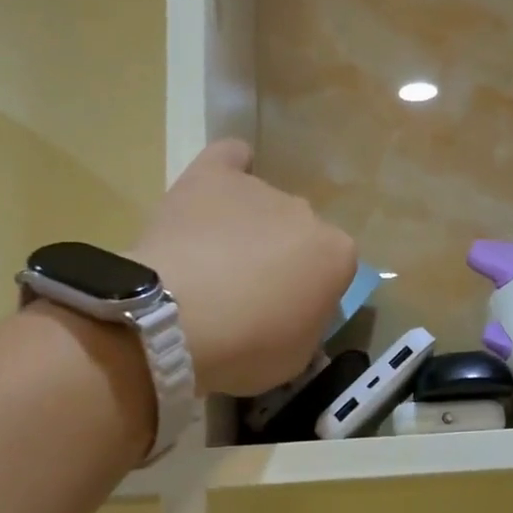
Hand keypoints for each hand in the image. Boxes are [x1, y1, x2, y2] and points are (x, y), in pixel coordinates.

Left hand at [131, 140, 357, 396]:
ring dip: (249, 227)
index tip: (284, 315)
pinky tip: (218, 186)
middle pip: (299, 234)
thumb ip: (307, 323)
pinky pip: (230, 157)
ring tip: (213, 257)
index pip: (333, 270)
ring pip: (263, 205)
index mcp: (337, 255)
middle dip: (280, 258)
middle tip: (246, 292)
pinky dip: (231, 167)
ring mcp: (260, 190)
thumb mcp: (297, 356)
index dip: (308, 294)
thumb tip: (296, 310)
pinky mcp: (212, 176)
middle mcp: (307, 213)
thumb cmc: (245, 348)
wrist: (175, 319)